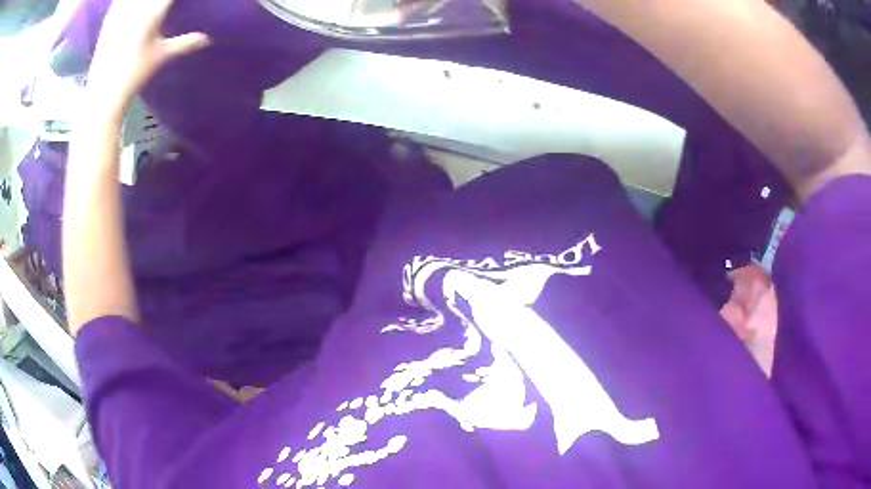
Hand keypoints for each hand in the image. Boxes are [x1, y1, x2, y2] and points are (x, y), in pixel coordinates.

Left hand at [86, 0, 209, 115]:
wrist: (103, 93)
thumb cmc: (133, 75)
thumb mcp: (161, 57)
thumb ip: (184, 43)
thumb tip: (207, 39)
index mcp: (153, 13)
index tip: (174, 4)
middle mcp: (136, 7)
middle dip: (160, 2)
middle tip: (163, 6)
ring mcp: (121, 10)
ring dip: (142, 1)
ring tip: (152, 8)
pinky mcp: (110, 16)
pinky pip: (119, 0)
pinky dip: (123, 2)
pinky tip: (128, 6)